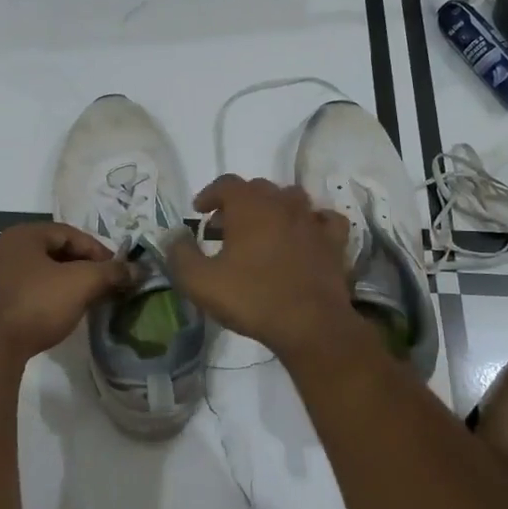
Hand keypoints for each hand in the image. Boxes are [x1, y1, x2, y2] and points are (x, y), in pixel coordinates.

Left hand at [0, 222, 130, 365]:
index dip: (98, 251)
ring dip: (61, 283)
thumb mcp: (82, 284)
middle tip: (102, 286)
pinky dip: (42, 297)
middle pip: (52, 251)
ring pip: (36, 273)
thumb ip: (111, 272)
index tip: (116, 271)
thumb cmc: (37, 305)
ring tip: (82, 301)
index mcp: (23, 234)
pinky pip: (21, 291)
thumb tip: (137, 269)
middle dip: (81, 267)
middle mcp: (2, 248)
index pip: (70, 234)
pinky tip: (53, 315)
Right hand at [166, 175, 358, 363]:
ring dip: (273, 208)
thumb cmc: (252, 298)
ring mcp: (312, 220)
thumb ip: (180, 255)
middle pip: (258, 189)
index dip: (209, 194)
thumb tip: (174, 236)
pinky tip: (305, 235)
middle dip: (238, 203)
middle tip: (224, 228)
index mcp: (249, 206)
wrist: (310, 324)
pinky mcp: (333, 241)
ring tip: (262, 230)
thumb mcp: (200, 282)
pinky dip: (312, 221)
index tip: (199, 211)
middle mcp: (282, 203)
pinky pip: (324, 219)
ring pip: (291, 198)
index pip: (226, 183)